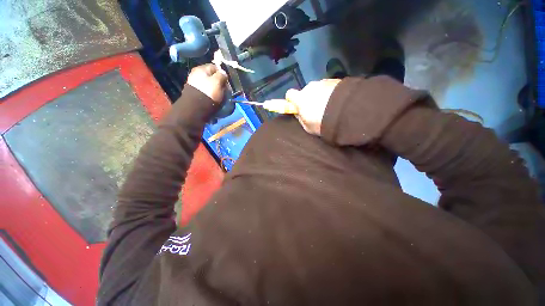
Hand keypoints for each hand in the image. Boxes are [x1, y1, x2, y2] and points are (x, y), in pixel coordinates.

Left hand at [187, 64, 227, 102]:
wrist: (197, 107)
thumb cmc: (209, 92)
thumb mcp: (217, 81)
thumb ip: (222, 75)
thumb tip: (224, 73)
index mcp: (201, 69)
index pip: (215, 67)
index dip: (223, 73)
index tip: (228, 82)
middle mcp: (196, 75)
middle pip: (212, 77)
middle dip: (220, 82)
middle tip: (226, 90)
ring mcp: (195, 84)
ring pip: (210, 84)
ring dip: (217, 89)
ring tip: (221, 95)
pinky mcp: (196, 93)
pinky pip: (207, 91)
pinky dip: (212, 94)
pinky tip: (215, 98)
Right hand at [286, 79, 341, 135]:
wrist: (346, 112)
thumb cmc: (323, 122)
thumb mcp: (308, 127)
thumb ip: (301, 119)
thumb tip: (299, 114)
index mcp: (300, 99)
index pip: (289, 94)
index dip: (292, 100)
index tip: (297, 107)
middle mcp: (310, 87)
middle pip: (306, 91)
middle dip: (309, 99)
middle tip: (318, 109)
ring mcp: (324, 82)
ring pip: (319, 89)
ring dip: (321, 95)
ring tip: (330, 106)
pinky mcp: (336, 80)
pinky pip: (330, 87)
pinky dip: (331, 93)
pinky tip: (338, 102)